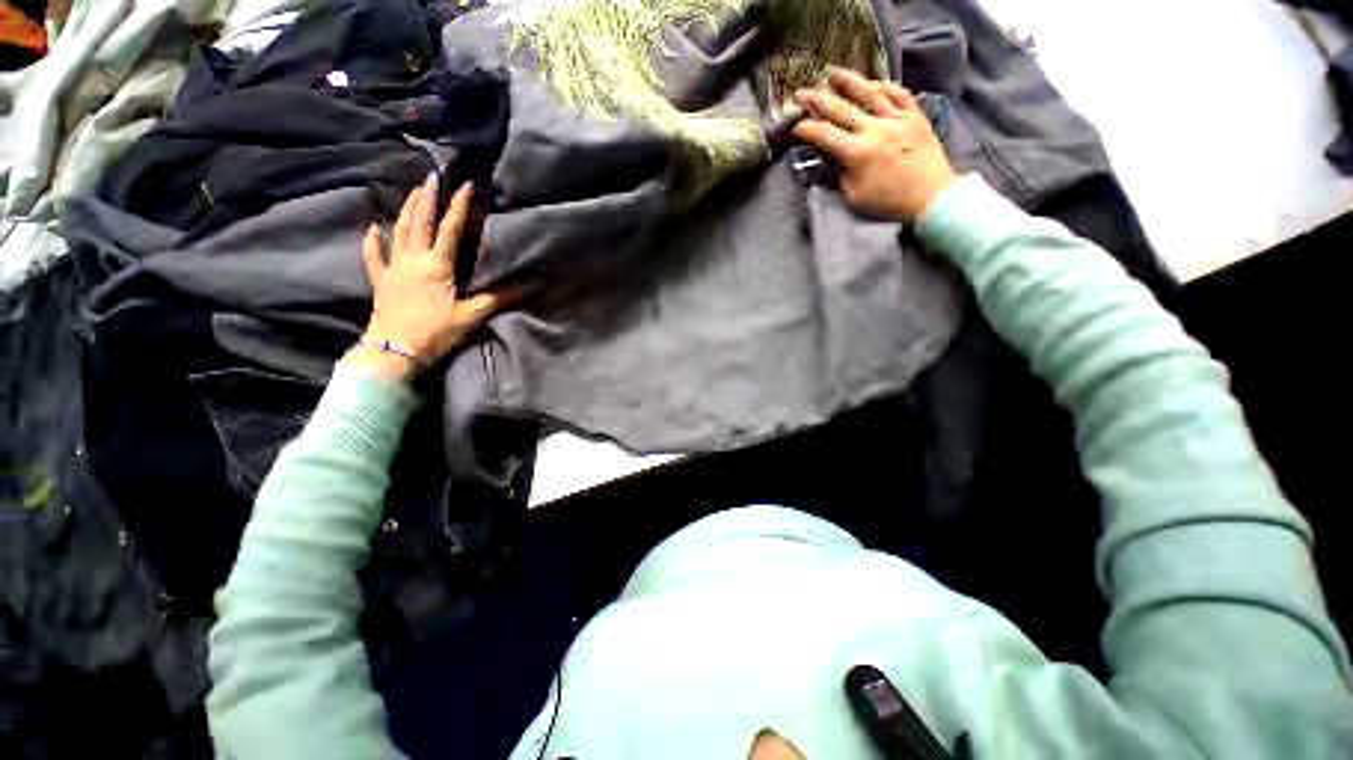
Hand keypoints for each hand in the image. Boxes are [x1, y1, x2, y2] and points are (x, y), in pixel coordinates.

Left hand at [352, 175, 510, 378]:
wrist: (395, 349)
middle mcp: (414, 258)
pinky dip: (372, 240)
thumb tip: (525, 287)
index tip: (466, 185)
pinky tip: (373, 228)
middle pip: (420, 221)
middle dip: (428, 197)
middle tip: (433, 176)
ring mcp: (394, 267)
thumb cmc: (435, 332)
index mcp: (438, 265)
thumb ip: (496, 299)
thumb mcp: (471, 316)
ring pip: (399, 230)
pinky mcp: (381, 280)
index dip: (460, 206)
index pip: (451, 229)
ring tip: (413, 191)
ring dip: (406, 209)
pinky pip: (374, 255)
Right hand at [793, 67, 957, 222]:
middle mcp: (874, 130)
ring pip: (869, 93)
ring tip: (833, 72)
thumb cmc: (889, 202)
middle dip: (817, 99)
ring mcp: (896, 119)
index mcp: (857, 153)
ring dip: (848, 81)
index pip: (825, 135)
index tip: (796, 128)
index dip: (807, 129)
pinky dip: (884, 86)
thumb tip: (835, 162)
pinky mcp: (915, 116)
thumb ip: (842, 177)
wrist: (931, 196)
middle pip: (841, 109)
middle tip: (802, 91)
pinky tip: (873, 83)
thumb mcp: (855, 197)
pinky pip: (899, 93)